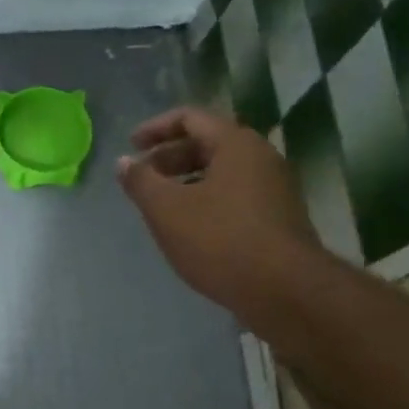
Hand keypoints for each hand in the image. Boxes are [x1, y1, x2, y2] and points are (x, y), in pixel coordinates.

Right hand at [116, 106, 322, 317]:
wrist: (285, 291)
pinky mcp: (279, 217)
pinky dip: (206, 200)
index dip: (155, 128)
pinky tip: (190, 228)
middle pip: (207, 143)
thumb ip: (140, 182)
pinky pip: (235, 195)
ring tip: (161, 205)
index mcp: (235, 144)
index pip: (190, 118)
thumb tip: (124, 162)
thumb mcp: (166, 210)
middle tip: (143, 178)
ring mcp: (275, 188)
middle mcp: (260, 158)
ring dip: (186, 181)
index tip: (131, 145)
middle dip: (169, 157)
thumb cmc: (219, 240)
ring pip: (222, 172)